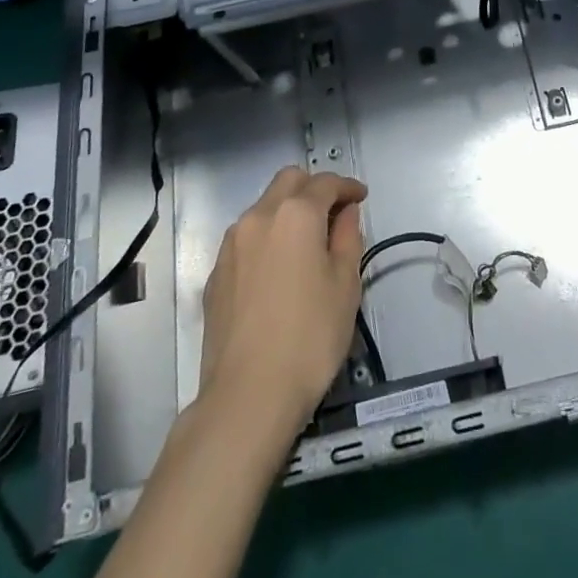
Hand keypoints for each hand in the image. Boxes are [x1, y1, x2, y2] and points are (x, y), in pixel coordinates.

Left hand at [198, 167, 367, 430]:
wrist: (247, 395)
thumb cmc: (310, 336)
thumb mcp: (345, 285)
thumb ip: (348, 237)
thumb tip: (345, 213)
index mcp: (295, 214)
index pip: (326, 183)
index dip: (348, 186)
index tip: (361, 197)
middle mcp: (258, 217)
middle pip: (288, 181)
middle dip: (313, 187)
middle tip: (334, 212)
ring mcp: (231, 245)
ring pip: (263, 207)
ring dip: (287, 211)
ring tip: (306, 241)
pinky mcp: (216, 274)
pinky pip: (246, 238)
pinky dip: (267, 237)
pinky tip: (278, 268)